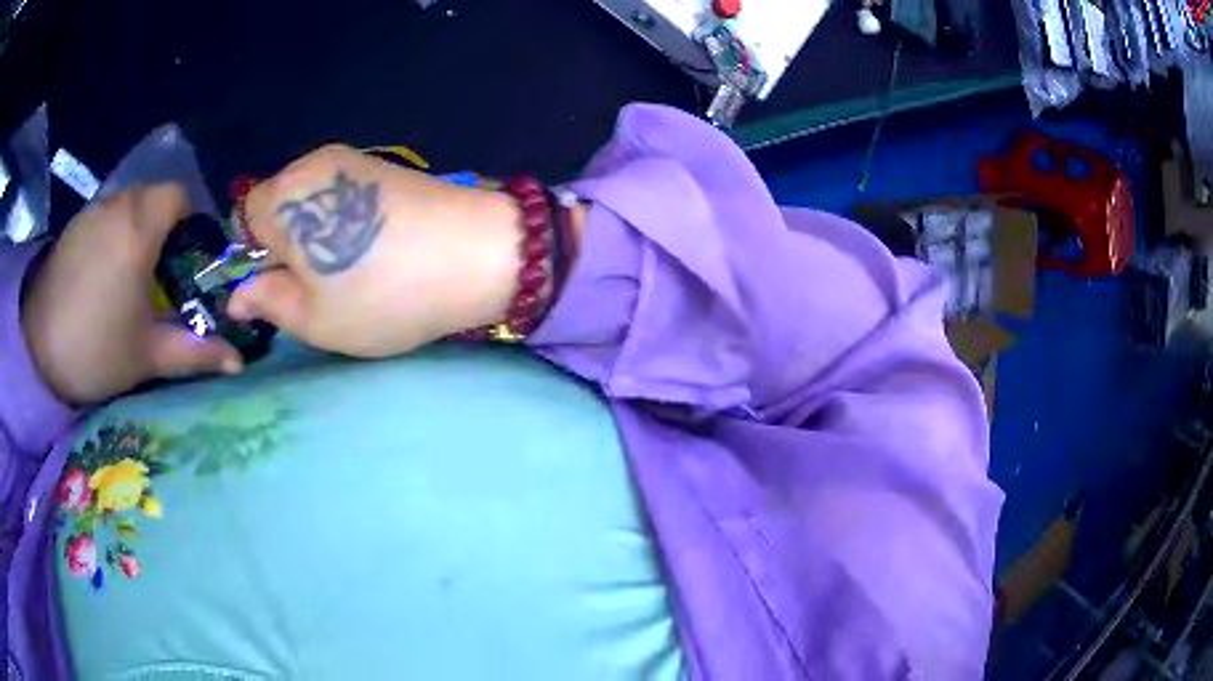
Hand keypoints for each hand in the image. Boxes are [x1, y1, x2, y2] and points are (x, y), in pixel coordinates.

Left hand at [22, 184, 242, 405]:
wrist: (37, 351)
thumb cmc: (96, 350)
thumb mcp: (147, 356)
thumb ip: (194, 352)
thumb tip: (240, 361)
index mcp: (140, 229)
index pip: (178, 195)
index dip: (188, 220)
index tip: (183, 257)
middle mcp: (118, 206)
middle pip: (152, 197)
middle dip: (162, 226)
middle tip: (157, 272)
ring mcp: (92, 212)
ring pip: (127, 205)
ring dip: (134, 229)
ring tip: (125, 276)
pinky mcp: (73, 225)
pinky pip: (104, 216)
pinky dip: (110, 234)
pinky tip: (99, 273)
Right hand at [227, 144, 522, 357]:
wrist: (478, 254)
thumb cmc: (385, 293)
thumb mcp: (315, 319)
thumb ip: (267, 302)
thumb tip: (238, 295)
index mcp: (285, 195)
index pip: (244, 219)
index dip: (256, 255)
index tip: (284, 285)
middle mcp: (313, 163)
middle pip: (277, 206)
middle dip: (286, 245)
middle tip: (319, 285)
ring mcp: (353, 159)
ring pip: (310, 201)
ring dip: (316, 235)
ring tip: (351, 270)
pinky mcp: (384, 166)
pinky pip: (342, 195)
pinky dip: (344, 222)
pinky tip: (374, 248)